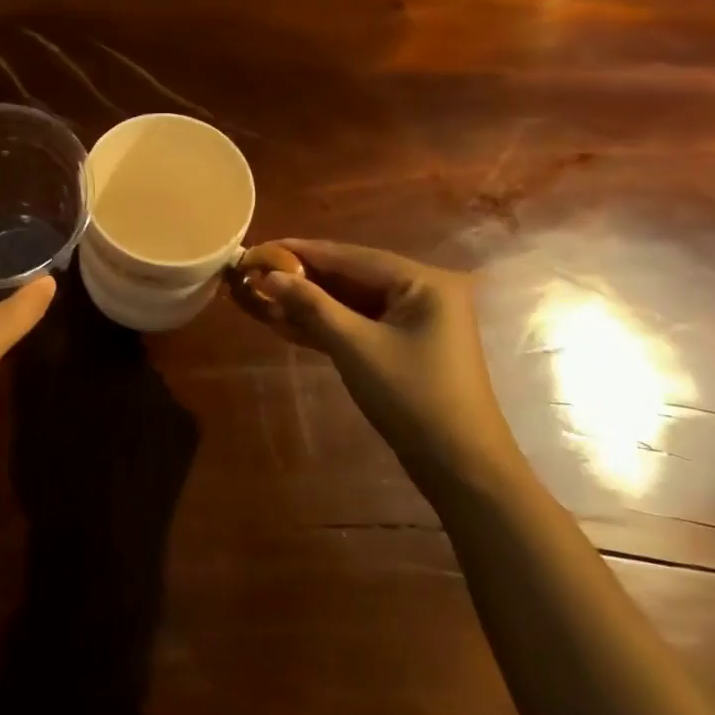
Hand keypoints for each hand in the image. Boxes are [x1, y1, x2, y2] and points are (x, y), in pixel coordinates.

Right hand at [247, 240, 522, 497]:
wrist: (459, 465)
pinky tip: (287, 321)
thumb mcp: (354, 346)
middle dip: (303, 279)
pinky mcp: (404, 342)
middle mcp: (422, 290)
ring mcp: (415, 318)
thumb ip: (311, 305)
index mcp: (423, 281)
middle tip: (255, 274)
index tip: (259, 249)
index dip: (301, 252)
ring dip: (310, 302)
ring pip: (351, 300)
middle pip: (350, 275)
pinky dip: (326, 323)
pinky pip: (358, 322)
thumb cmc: (411, 397)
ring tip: (262, 297)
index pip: (350, 256)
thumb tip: (268, 275)